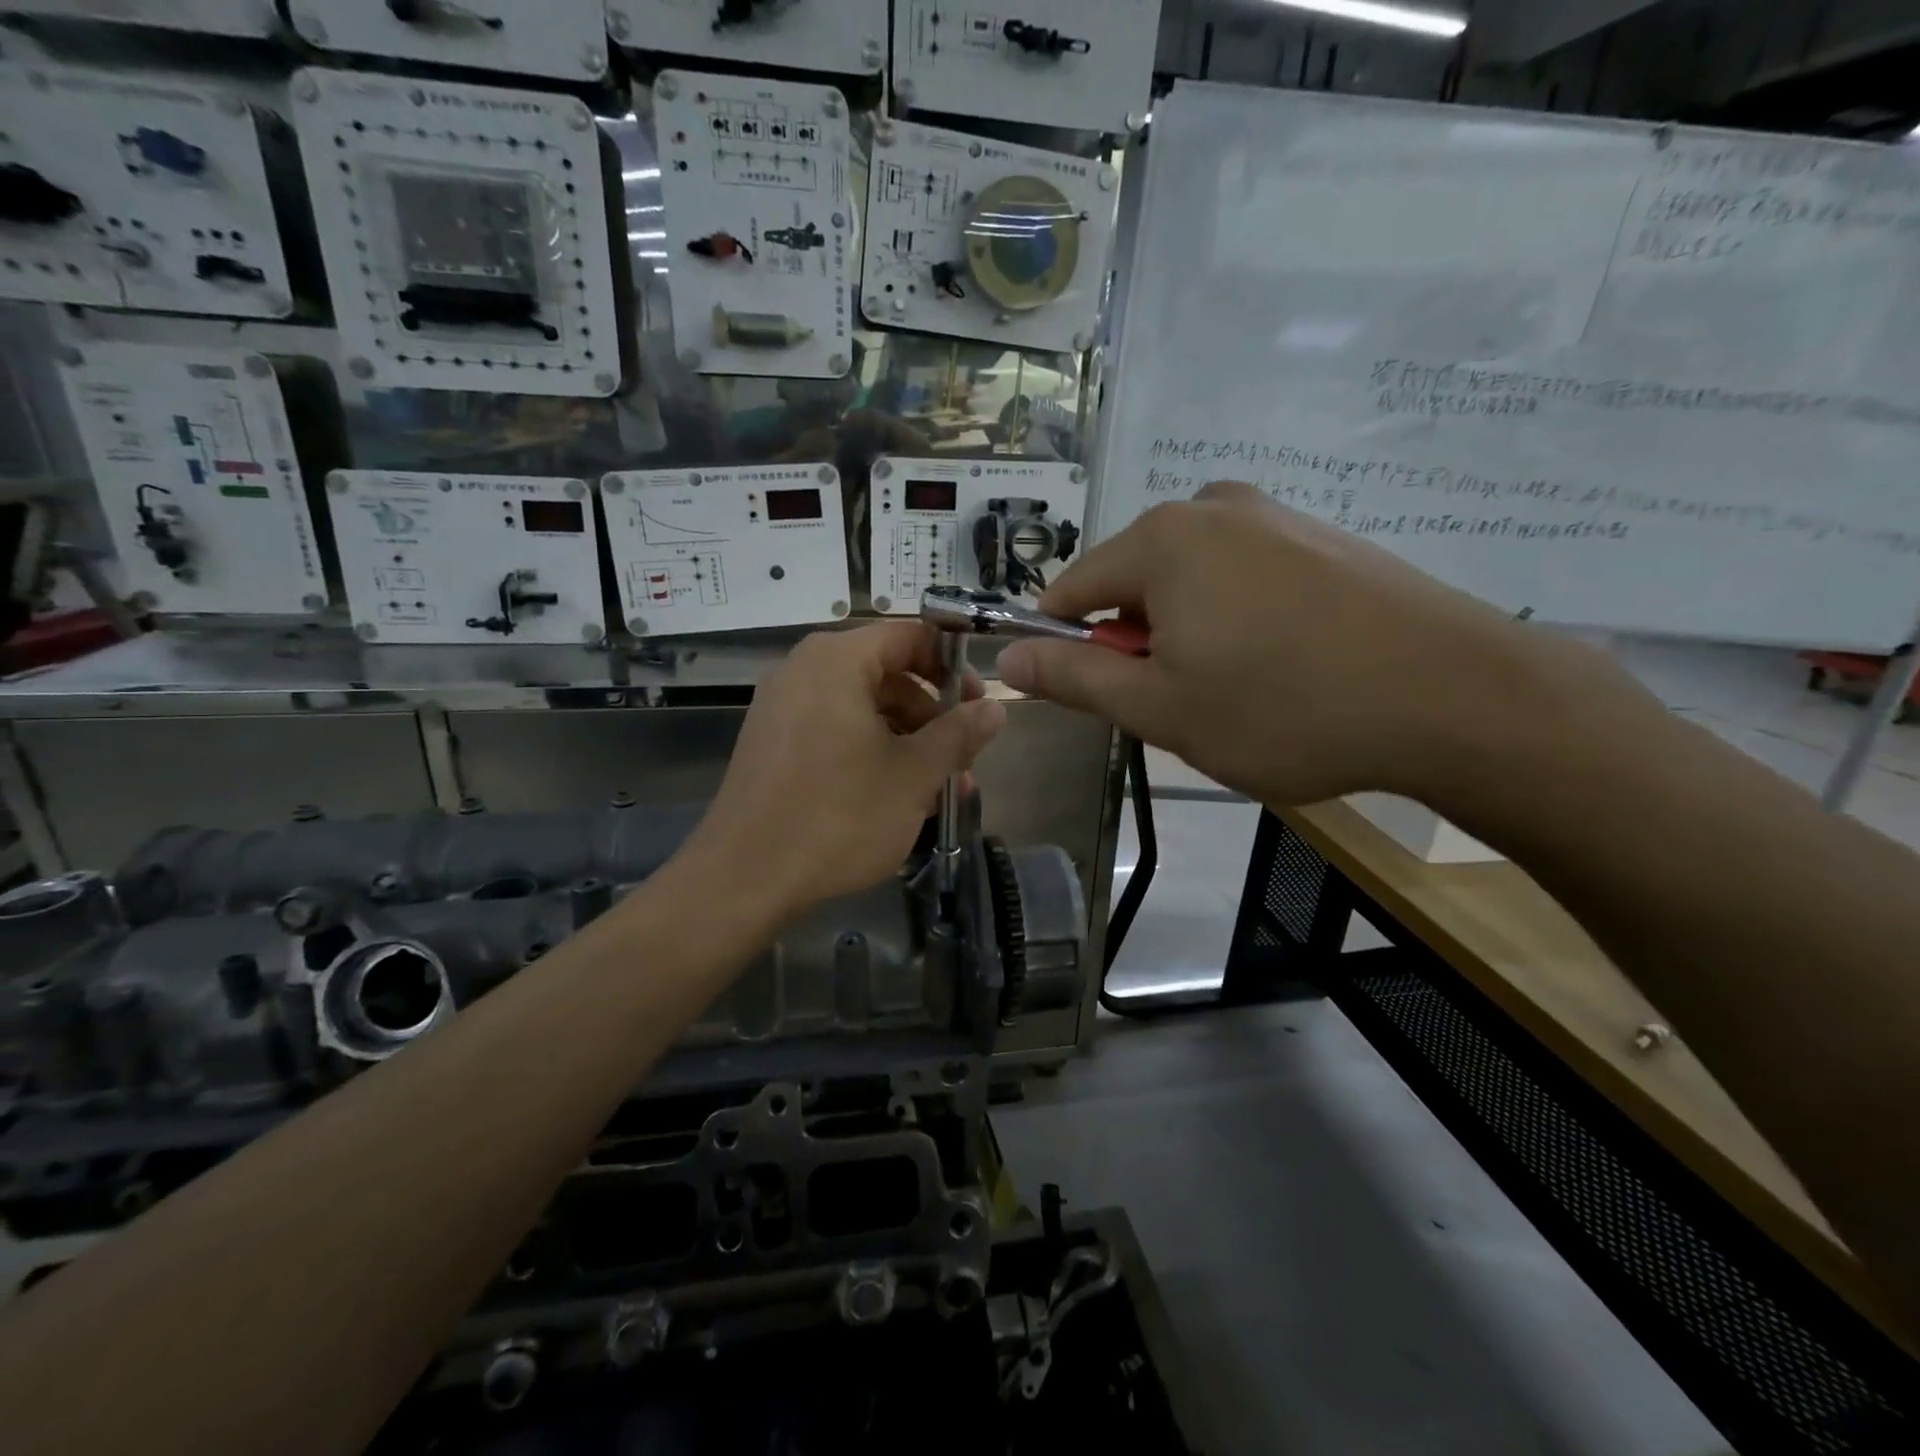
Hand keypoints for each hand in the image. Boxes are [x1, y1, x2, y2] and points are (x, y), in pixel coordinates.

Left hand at [686, 621, 1005, 917]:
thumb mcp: (914, 775)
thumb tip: (996, 709)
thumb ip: (958, 734)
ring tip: (940, 790)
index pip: (910, 636)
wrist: (744, 879)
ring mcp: (782, 708)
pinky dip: (872, 752)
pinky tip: (896, 797)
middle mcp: (804, 671)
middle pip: (887, 673)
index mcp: (836, 661)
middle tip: (964, 758)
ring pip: (864, 708)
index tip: (980, 705)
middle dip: (933, 716)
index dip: (953, 665)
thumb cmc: (839, 817)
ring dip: (908, 741)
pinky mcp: (772, 744)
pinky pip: (835, 730)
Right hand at [997, 481, 1611, 808]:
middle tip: (1179, 704)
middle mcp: (1211, 507)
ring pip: (1190, 582)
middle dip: (1137, 643)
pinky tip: (1283, 666)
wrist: (1456, 696)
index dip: (1062, 644)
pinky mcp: (1323, 538)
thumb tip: (1007, 659)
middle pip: (1133, 582)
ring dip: (1188, 636)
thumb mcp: (1160, 708)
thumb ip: (1075, 679)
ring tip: (1235, 691)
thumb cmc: (1284, 708)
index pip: (1071, 590)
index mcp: (1160, 540)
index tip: (1087, 694)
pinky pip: (1244, 578)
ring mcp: (1274, 516)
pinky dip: (1238, 621)